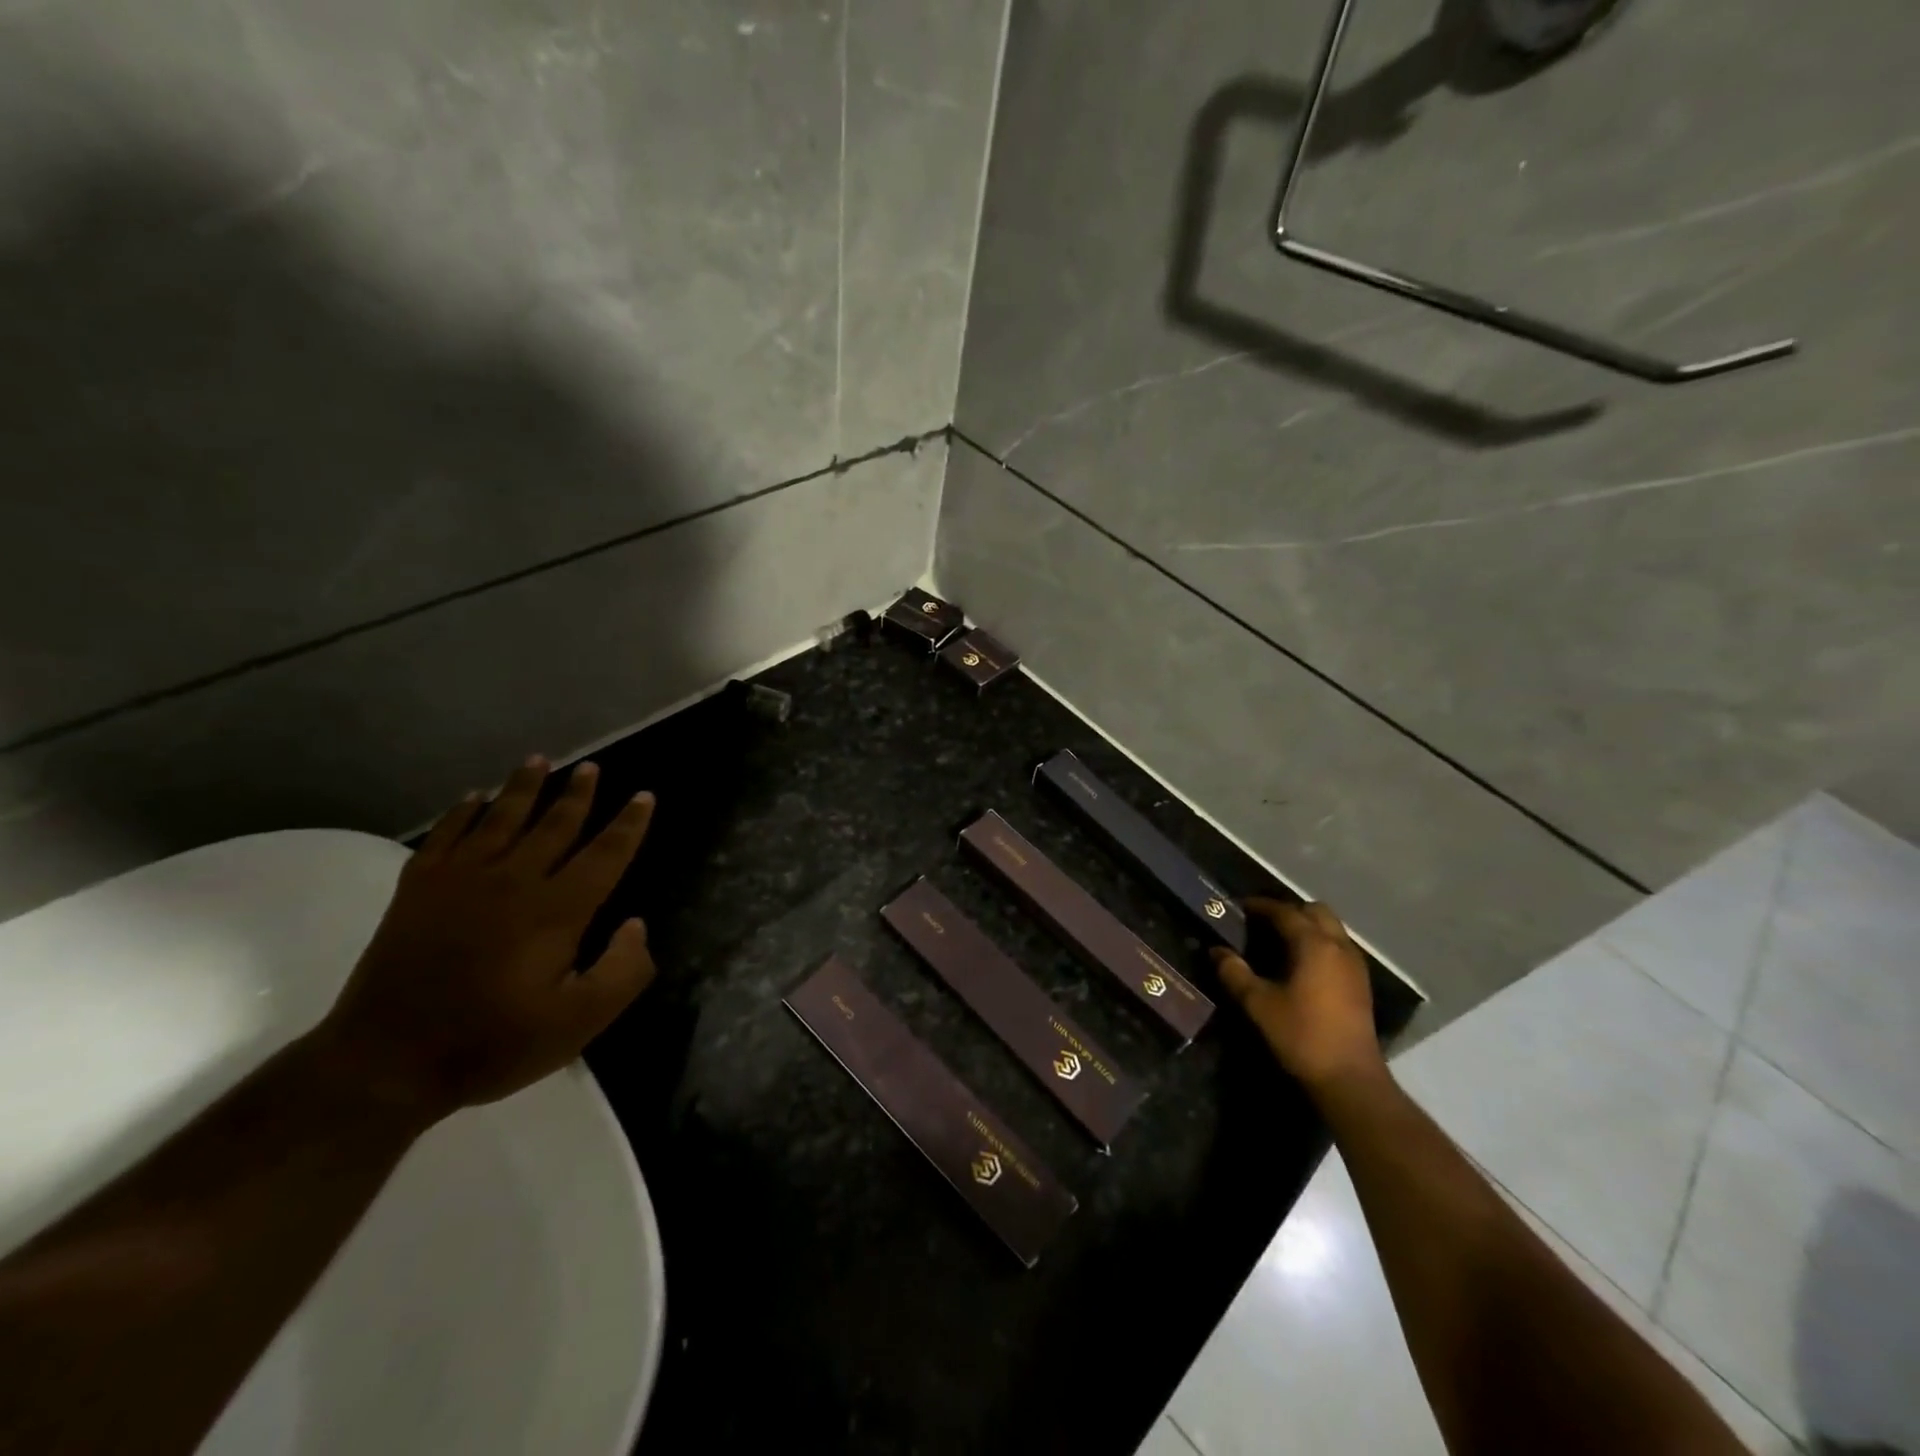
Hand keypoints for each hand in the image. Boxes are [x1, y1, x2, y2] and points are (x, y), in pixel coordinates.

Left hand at [311, 756, 657, 1125]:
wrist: (385, 1062)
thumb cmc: (491, 1043)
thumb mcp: (578, 1023)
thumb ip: (622, 972)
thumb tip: (637, 925)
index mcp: (557, 910)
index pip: (605, 854)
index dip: (629, 824)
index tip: (644, 795)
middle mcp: (514, 881)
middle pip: (555, 825)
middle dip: (577, 794)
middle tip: (591, 767)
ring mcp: (461, 880)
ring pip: (502, 818)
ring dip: (524, 788)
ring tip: (539, 761)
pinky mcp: (417, 888)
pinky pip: (446, 834)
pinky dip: (462, 812)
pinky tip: (473, 797)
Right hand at [1212, 897, 1384, 1093]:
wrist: (1350, 1079)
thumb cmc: (1301, 1035)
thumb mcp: (1258, 1004)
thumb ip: (1234, 972)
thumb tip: (1217, 951)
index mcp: (1313, 944)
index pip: (1284, 911)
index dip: (1260, 906)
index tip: (1239, 907)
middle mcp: (1338, 946)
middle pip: (1315, 911)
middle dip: (1289, 910)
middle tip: (1263, 923)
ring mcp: (1354, 965)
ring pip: (1331, 928)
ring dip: (1307, 926)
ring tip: (1280, 941)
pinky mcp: (1361, 983)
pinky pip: (1339, 947)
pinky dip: (1319, 943)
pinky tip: (1301, 964)